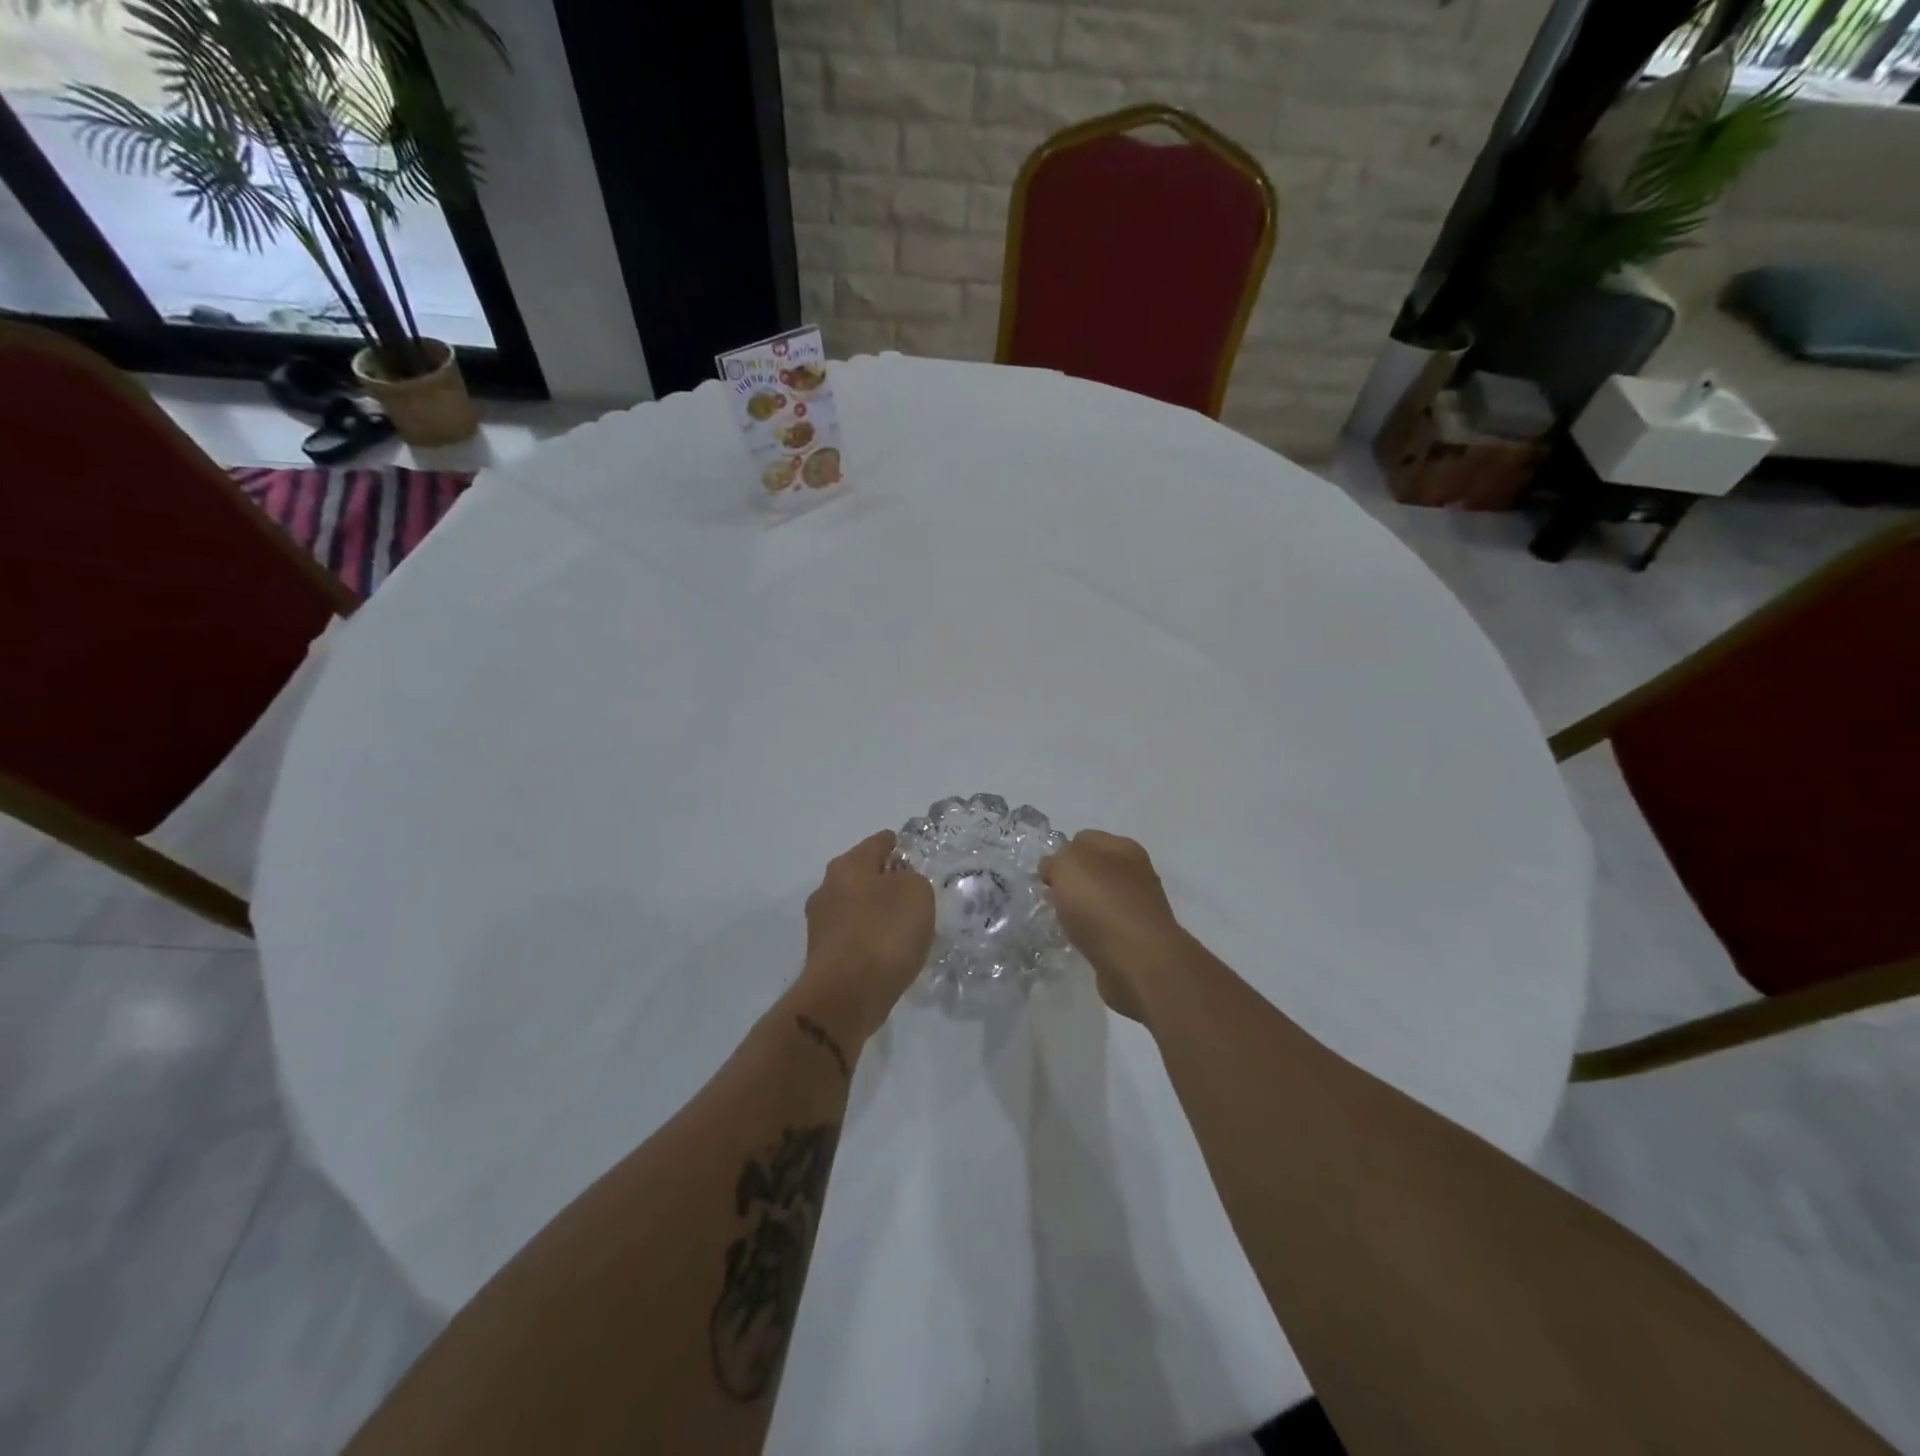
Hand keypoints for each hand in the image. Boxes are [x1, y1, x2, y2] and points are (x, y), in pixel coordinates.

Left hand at [793, 831, 935, 1043]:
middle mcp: (827, 888)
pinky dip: (872, 938)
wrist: (845, 997)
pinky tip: (891, 951)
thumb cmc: (883, 933)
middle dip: (888, 880)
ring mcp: (821, 924)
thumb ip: (914, 879)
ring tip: (908, 925)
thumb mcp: (916, 893)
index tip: (915, 853)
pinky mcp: (824, 955)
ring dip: (879, 912)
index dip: (899, 844)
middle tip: (917, 892)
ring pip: (858, 907)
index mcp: (848, 865)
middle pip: (864, 874)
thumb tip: (901, 884)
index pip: (878, 842)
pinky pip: (855, 936)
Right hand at [1040, 830, 1189, 1022]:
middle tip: (1052, 899)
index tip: (1046, 876)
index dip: (1061, 853)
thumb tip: (1054, 868)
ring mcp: (1139, 907)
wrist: (1138, 961)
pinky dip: (1091, 935)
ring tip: (1064, 924)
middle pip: (1092, 870)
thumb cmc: (1101, 904)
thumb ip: (1055, 860)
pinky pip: (1105, 929)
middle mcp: (1135, 873)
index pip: (1084, 838)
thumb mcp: (1067, 866)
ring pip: (1098, 901)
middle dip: (1070, 883)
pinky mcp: (1136, 939)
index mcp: (1123, 848)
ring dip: (1081, 911)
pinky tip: (1081, 943)